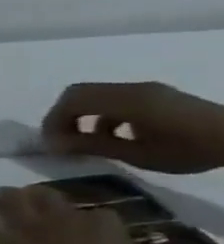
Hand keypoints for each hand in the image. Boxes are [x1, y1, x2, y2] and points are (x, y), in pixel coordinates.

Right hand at [41, 82, 223, 173]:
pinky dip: (100, 115)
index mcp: (128, 101)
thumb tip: (53, 144)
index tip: (53, 145)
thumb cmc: (191, 149)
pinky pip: (114, 99)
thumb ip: (93, 145)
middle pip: (78, 93)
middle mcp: (133, 89)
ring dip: (81, 116)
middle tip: (61, 141)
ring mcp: (146, 91)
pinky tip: (113, 136)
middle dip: (62, 117)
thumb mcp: (138, 154)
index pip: (72, 101)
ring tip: (85, 142)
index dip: (53, 121)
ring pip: (94, 96)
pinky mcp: (156, 96)